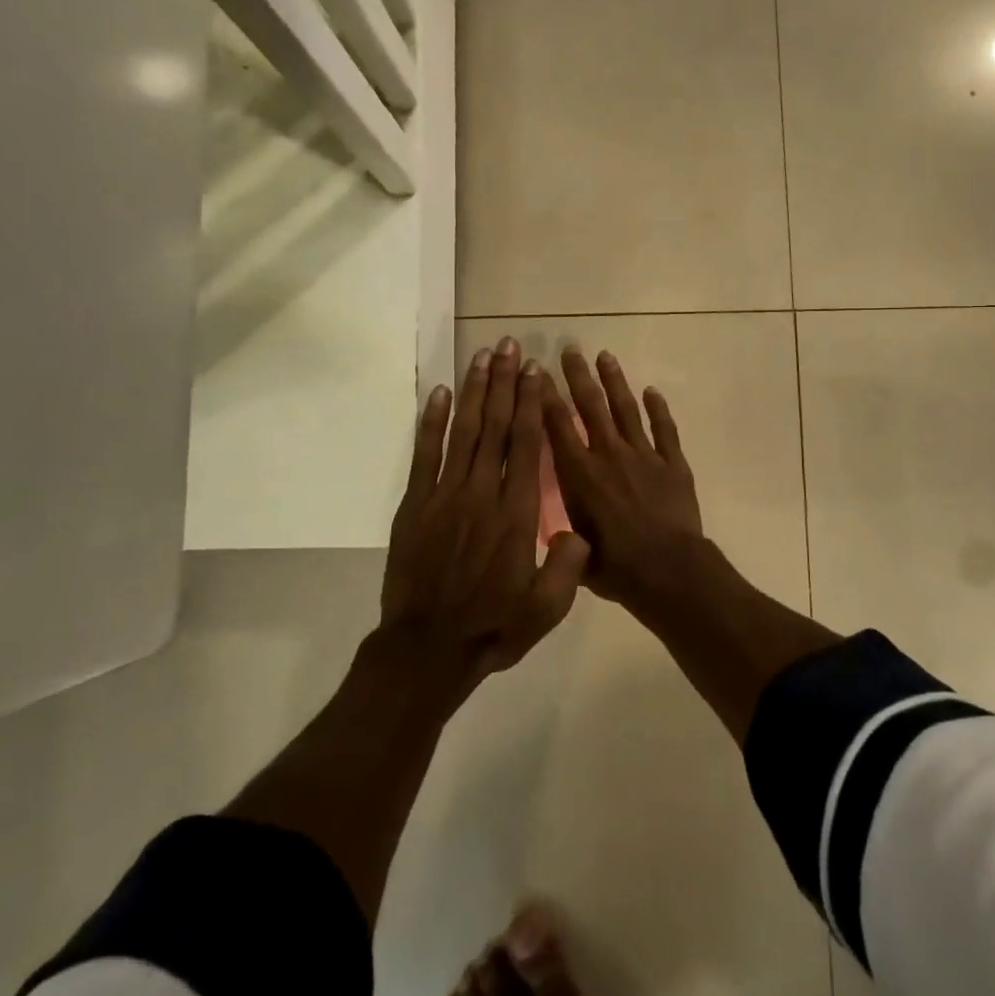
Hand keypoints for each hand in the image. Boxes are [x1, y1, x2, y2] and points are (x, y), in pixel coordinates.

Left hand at [382, 338, 589, 695]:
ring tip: (480, 356)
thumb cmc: (493, 627)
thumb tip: (579, 529)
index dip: (532, 404)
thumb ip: (569, 565)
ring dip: (473, 391)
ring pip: (463, 432)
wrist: (427, 650)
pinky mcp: (415, 505)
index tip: (535, 371)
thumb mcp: (547, 608)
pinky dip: (430, 422)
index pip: (527, 445)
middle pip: (496, 426)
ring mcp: (444, 496)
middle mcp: (483, 493)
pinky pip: (424, 454)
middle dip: (504, 383)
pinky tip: (438, 394)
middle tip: (508, 345)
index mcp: (517, 513)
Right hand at [541, 345, 703, 606]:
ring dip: (615, 381)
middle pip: (592, 406)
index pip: (558, 426)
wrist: (669, 572)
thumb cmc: (617, 568)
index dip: (546, 397)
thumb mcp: (575, 551)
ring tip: (605, 356)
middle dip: (579, 376)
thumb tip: (552, 527)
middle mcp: (609, 455)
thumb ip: (562, 531)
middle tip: (571, 349)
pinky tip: (653, 391)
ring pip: (627, 409)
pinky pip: (664, 430)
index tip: (539, 372)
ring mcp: (644, 456)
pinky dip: (659, 410)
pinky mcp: (673, 464)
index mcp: (580, 475)